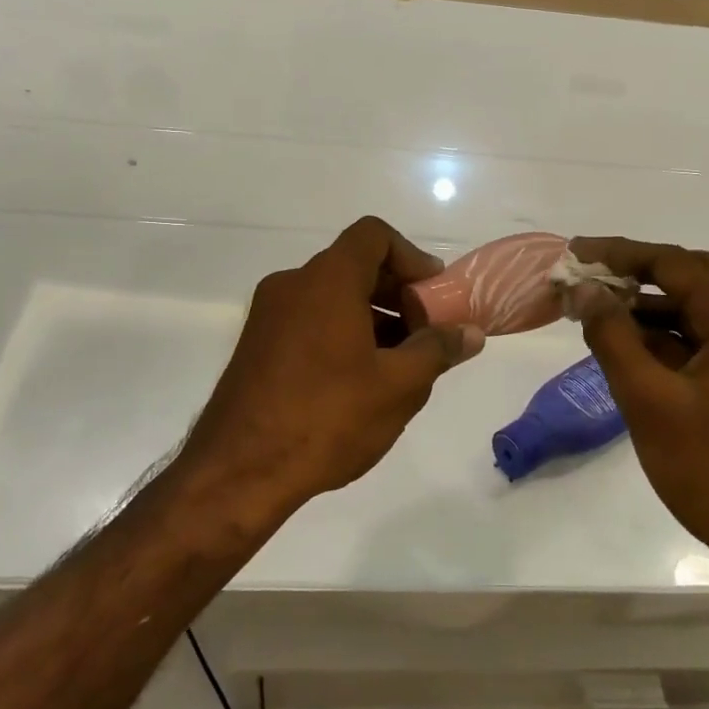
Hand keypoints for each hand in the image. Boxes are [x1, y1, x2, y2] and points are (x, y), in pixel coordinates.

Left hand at [180, 217, 483, 522]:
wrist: (237, 472)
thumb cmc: (327, 418)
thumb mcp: (398, 386)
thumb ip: (438, 350)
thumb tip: (471, 332)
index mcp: (327, 280)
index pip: (374, 236)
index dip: (412, 257)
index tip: (434, 295)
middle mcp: (292, 285)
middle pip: (354, 266)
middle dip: (398, 294)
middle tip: (426, 334)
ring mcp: (268, 315)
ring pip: (332, 297)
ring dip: (372, 317)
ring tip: (400, 364)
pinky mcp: (256, 345)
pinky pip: (310, 321)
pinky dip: (342, 333)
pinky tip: (361, 381)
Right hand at [565, 237, 708, 580]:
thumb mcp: (648, 400)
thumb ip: (613, 337)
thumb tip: (586, 290)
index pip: (678, 264)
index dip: (623, 254)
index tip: (578, 251)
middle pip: (698, 277)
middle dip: (642, 271)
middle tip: (593, 275)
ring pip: (705, 310)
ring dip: (656, 304)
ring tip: (603, 310)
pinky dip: (673, 335)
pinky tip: (635, 347)